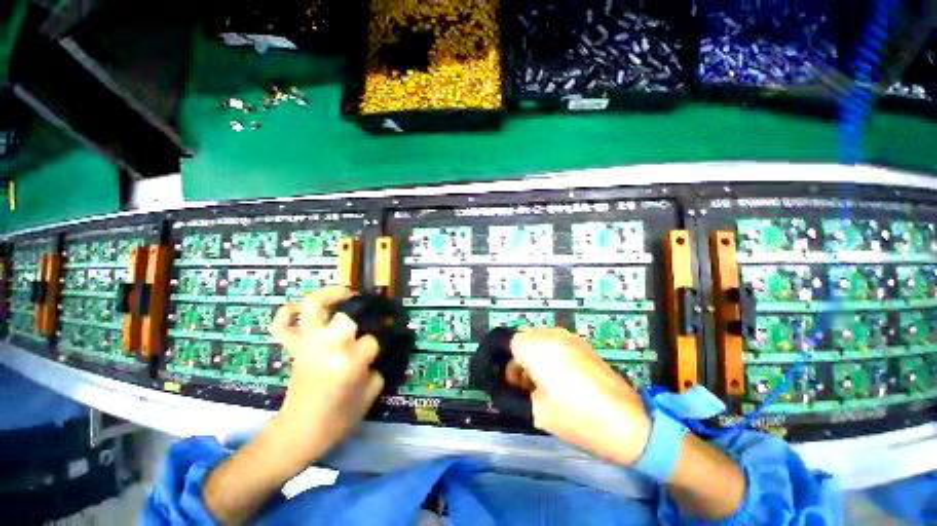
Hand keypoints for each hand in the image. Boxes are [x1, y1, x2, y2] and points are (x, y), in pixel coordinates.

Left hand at [268, 286, 384, 463]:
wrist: (299, 432)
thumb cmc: (338, 418)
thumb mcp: (370, 394)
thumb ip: (380, 367)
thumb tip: (384, 349)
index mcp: (349, 363)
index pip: (372, 340)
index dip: (381, 341)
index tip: (386, 341)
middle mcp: (327, 348)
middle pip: (345, 317)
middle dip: (361, 314)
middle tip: (371, 313)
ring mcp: (307, 345)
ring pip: (312, 308)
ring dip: (328, 295)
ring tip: (345, 293)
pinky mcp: (294, 349)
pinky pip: (282, 326)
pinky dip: (286, 313)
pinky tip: (300, 308)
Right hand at [508, 328, 651, 464]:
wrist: (631, 424)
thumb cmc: (579, 418)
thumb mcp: (536, 411)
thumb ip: (509, 393)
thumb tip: (500, 385)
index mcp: (537, 347)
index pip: (503, 341)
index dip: (496, 359)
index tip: (499, 380)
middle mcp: (551, 334)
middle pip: (519, 341)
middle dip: (513, 362)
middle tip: (520, 389)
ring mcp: (568, 337)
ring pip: (534, 342)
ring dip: (529, 361)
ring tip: (538, 388)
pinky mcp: (579, 344)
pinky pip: (551, 344)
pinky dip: (544, 358)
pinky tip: (556, 381)